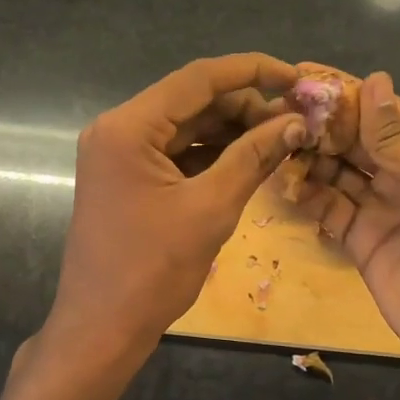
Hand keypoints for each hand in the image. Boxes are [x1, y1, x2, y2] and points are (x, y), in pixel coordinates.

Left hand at [44, 54, 306, 375]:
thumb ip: (253, 157)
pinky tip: (251, 160)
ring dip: (232, 131)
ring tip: (283, 141)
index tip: (296, 77)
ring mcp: (120, 154)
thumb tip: (296, 123)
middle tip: (297, 122)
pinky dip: (212, 154)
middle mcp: (118, 129)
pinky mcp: (128, 177)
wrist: (102, 328)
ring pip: (186, 126)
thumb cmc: (152, 270)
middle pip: (192, 101)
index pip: (198, 79)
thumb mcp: (211, 208)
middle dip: (246, 107)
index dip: (252, 72)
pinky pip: (176, 152)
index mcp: (128, 127)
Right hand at [296, 72, 399, 394]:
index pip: (385, 111)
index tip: (301, 74)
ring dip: (309, 158)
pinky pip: (329, 208)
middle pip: (357, 139)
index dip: (346, 92)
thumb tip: (373, 79)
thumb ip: (396, 136)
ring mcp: (383, 207)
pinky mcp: (361, 239)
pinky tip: (283, 184)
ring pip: (338, 172)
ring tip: (272, 145)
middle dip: (321, 125)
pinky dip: (308, 196)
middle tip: (275, 111)